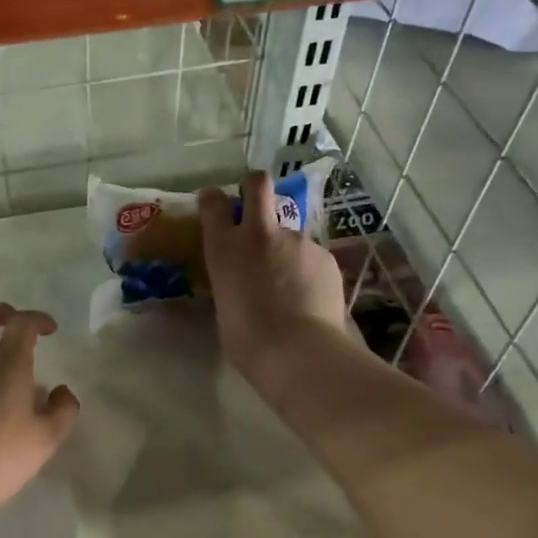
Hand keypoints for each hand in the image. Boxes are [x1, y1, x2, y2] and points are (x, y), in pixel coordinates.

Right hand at [198, 173, 347, 381]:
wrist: (299, 352)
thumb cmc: (248, 340)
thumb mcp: (225, 305)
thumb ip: (232, 280)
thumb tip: (241, 279)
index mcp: (224, 248)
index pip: (213, 203)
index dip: (214, 199)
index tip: (215, 204)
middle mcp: (259, 233)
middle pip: (258, 184)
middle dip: (254, 186)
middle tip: (255, 201)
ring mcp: (296, 240)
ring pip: (289, 231)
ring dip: (287, 249)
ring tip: (291, 285)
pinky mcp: (325, 254)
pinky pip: (312, 257)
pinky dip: (308, 271)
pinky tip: (310, 297)